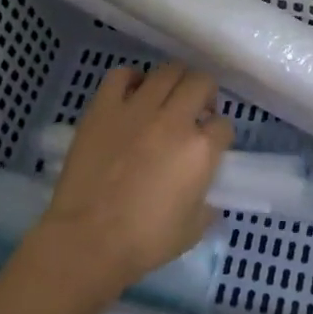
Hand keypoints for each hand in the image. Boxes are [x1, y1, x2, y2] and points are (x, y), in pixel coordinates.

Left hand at [22, 62, 232, 304]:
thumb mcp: (193, 229)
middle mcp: (174, 120)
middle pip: (201, 83)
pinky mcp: (104, 108)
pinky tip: (133, 94)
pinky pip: (121, 75)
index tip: (211, 143)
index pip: (224, 124)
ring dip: (174, 82)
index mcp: (201, 149)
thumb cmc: (145, 242)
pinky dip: (132, 78)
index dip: (219, 133)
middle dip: (205, 94)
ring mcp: (137, 109)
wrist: (88, 240)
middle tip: (196, 111)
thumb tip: (206, 197)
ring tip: (167, 98)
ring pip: (167, 71)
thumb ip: (207, 205)